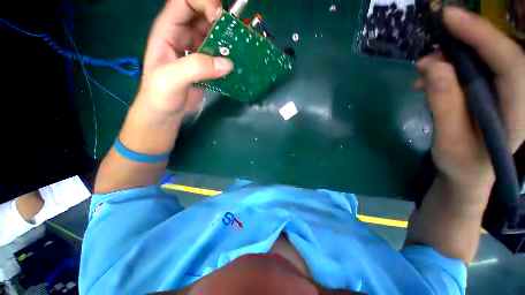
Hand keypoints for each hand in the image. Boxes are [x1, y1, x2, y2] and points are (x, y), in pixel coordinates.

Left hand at [136, 0, 232, 117]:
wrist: (165, 112)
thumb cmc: (160, 95)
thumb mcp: (171, 79)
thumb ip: (196, 68)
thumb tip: (227, 63)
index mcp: (167, 30)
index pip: (185, 2)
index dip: (203, 2)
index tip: (220, 19)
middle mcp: (182, 35)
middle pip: (202, 14)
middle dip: (219, 19)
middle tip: (235, 35)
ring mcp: (194, 50)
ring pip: (212, 33)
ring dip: (226, 38)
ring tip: (238, 49)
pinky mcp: (204, 64)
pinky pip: (217, 53)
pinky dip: (227, 55)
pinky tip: (234, 62)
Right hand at [415, 7, 524, 191]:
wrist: (470, 171)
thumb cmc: (461, 163)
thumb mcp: (448, 140)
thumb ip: (445, 105)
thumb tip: (431, 66)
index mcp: (517, 114)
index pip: (511, 64)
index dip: (483, 35)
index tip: (450, 17)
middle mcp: (519, 95)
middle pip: (500, 52)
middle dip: (466, 39)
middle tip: (433, 38)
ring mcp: (507, 90)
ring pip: (486, 55)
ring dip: (453, 54)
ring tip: (425, 69)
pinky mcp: (494, 88)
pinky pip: (476, 65)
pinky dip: (451, 64)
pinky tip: (431, 77)